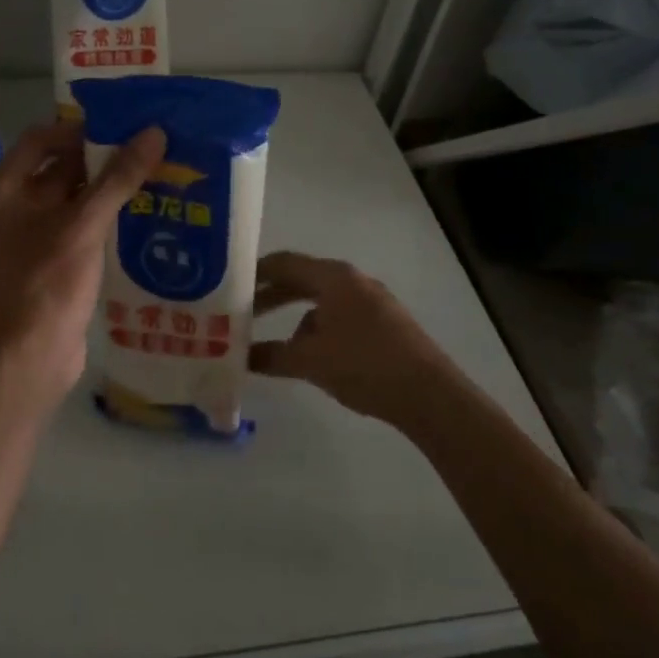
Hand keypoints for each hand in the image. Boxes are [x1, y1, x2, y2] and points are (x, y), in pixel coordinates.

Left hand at [0, 119, 166, 403]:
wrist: (31, 358)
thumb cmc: (47, 283)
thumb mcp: (84, 225)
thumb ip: (118, 178)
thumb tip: (154, 133)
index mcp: (0, 190)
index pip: (40, 140)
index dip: (80, 130)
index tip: (123, 129)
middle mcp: (7, 207)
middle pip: (57, 168)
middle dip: (100, 159)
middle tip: (147, 149)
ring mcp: (26, 236)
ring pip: (70, 199)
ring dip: (106, 189)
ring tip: (153, 175)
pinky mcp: (46, 261)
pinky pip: (75, 226)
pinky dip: (102, 217)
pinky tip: (141, 212)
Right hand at [249, 251, 465, 423]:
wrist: (429, 394)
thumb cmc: (363, 364)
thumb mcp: (309, 361)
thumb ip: (271, 355)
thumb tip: (241, 357)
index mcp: (333, 278)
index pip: (284, 263)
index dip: (255, 273)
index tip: (230, 285)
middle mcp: (353, 281)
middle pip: (303, 280)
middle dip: (272, 296)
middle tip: (243, 312)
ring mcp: (373, 301)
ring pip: (322, 301)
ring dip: (295, 317)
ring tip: (275, 343)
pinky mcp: (385, 324)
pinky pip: (340, 316)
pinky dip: (319, 330)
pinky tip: (313, 357)